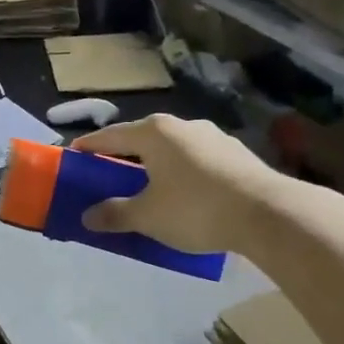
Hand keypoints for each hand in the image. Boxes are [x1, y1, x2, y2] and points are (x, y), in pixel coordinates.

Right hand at [74, 115, 291, 254]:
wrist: (268, 214)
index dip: (90, 146)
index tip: (75, 153)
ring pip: (174, 151)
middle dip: (125, 157)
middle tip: (110, 174)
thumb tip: (88, 217)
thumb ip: (115, 214)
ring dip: (157, 166)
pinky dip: (184, 175)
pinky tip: (187, 196)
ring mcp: (215, 138)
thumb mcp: (147, 216)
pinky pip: (198, 162)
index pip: (111, 136)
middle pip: (143, 140)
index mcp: (155, 133)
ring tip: (150, 187)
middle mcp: (184, 126)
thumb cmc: (195, 209)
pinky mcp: (238, 155)